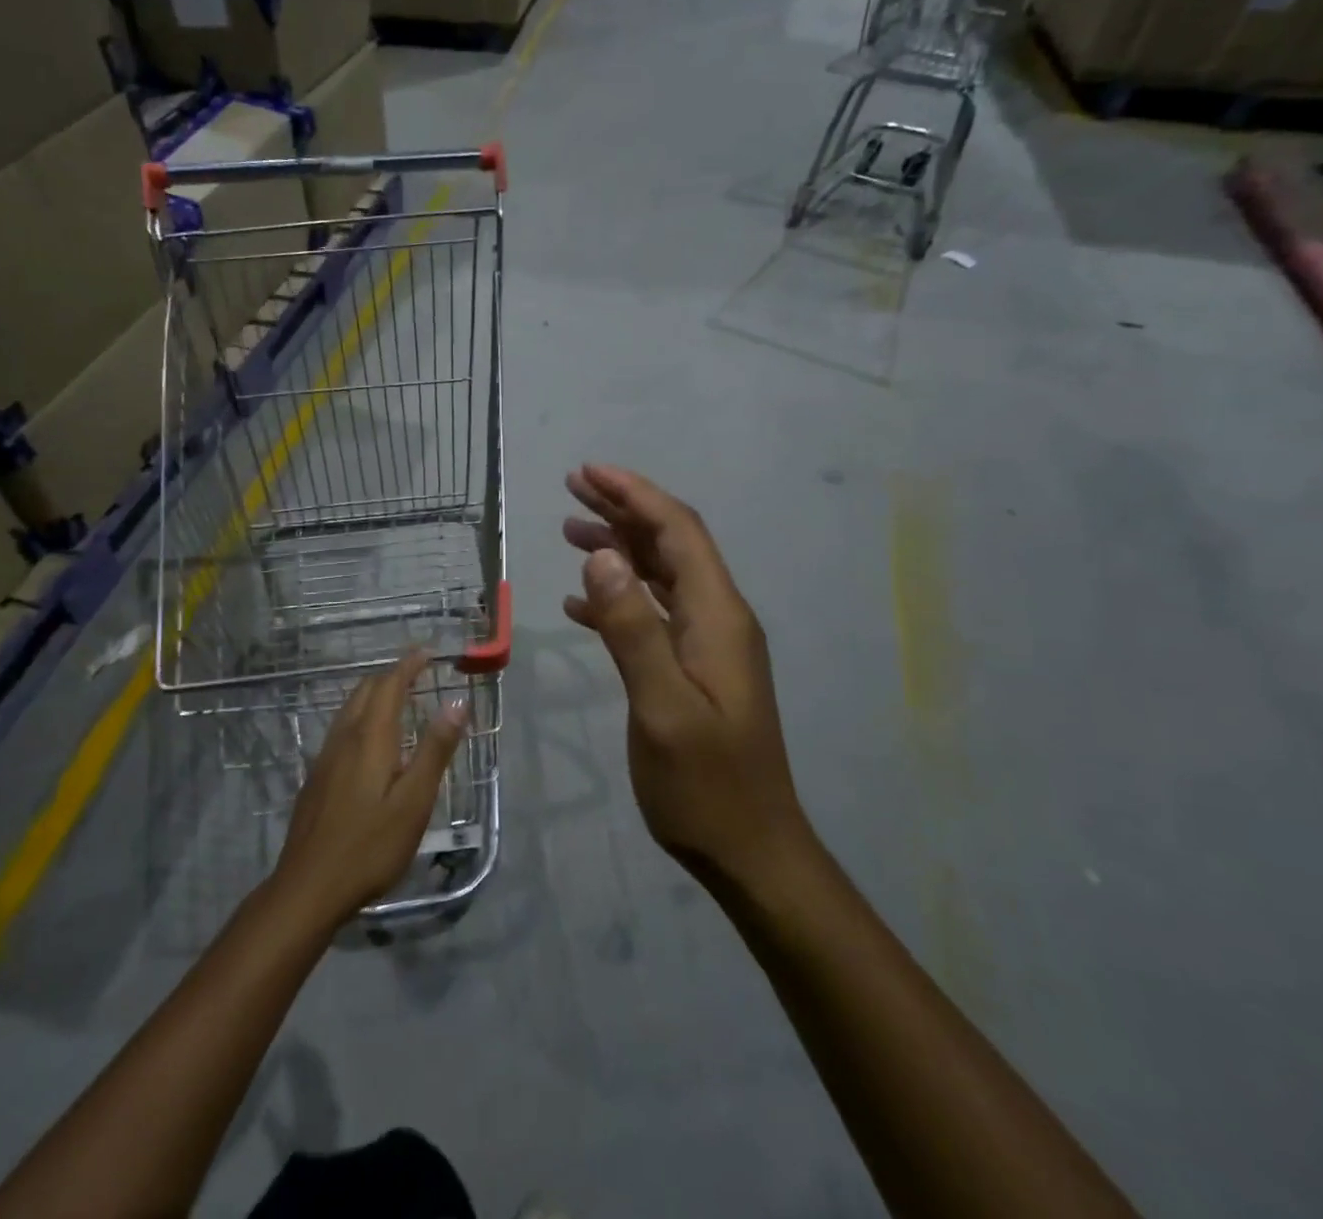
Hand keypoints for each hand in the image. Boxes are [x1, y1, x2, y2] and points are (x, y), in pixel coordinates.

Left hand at [272, 649, 467, 924]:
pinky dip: (362, 717)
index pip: (390, 685)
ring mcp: (325, 757)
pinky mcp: (317, 777)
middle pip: (366, 691)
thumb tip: (457, 702)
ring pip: (350, 709)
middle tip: (418, 674)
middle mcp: (344, 738)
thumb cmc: (370, 846)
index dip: (409, 665)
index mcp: (370, 738)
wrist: (308, 887)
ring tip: (399, 700)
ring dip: (375, 695)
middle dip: (392, 676)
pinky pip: (342, 729)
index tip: (428, 652)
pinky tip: (371, 742)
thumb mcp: (414, 801)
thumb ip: (435, 750)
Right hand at [563, 465, 810, 887]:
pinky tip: (581, 603)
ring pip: (661, 575)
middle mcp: (718, 618)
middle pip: (671, 544)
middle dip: (624, 508)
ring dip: (619, 547)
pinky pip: (654, 613)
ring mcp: (708, 645)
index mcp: (717, 616)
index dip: (634, 494)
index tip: (588, 471)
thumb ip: (633, 629)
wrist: (751, 850)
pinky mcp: (695, 669)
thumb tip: (602, 554)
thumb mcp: (662, 709)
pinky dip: (618, 597)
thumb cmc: (706, 786)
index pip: (678, 532)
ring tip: (570, 530)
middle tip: (572, 487)